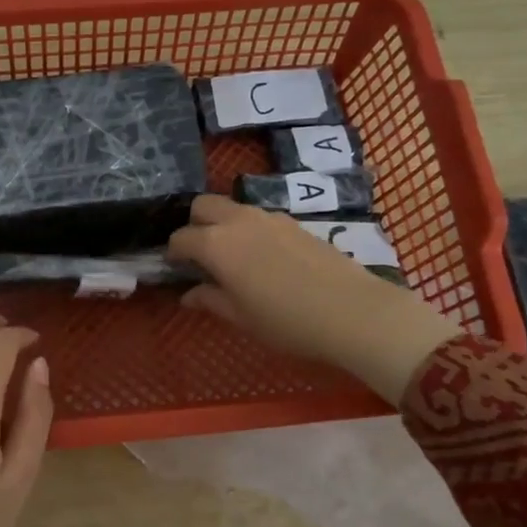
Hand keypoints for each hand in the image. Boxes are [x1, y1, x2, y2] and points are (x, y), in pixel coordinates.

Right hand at [166, 195, 460, 395]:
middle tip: (200, 254)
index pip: (181, 238)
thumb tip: (188, 295)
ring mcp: (269, 217)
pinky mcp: (294, 222)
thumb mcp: (241, 317)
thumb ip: (210, 300)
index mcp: (217, 244)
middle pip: (203, 205)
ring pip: (233, 207)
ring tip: (232, 256)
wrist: (353, 312)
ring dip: (223, 224)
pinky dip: (249, 229)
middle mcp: (238, 221)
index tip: (175, 268)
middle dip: (194, 224)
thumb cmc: (287, 321)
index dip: (173, 253)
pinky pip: (258, 217)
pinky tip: (263, 257)